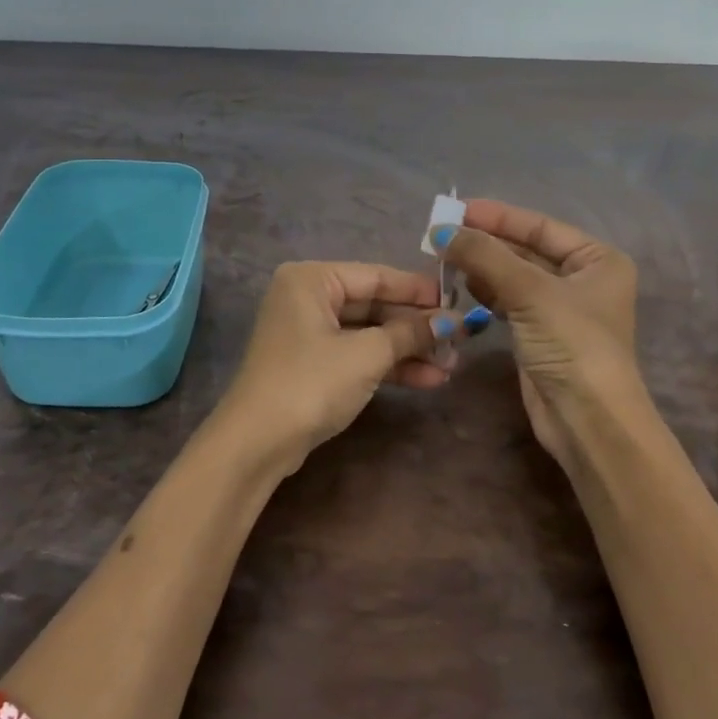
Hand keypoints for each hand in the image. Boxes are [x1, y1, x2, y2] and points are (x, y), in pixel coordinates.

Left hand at [217, 261, 456, 462]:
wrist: (257, 443)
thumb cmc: (311, 383)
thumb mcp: (367, 355)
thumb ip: (411, 333)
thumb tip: (454, 321)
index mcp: (312, 279)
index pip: (376, 276)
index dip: (419, 290)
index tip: (459, 301)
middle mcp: (307, 298)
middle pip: (375, 305)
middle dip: (417, 327)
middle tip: (460, 340)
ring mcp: (309, 333)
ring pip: (369, 334)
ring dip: (409, 350)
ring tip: (451, 366)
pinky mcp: (313, 365)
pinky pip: (359, 355)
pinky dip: (389, 366)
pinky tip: (427, 379)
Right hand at [433, 200, 641, 467]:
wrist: (588, 420)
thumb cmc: (572, 345)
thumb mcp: (530, 292)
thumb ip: (485, 257)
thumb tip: (441, 230)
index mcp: (597, 259)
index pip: (540, 227)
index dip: (498, 217)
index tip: (457, 209)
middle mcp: (582, 279)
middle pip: (526, 250)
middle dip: (486, 243)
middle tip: (442, 235)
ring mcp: (560, 309)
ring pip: (514, 277)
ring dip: (482, 267)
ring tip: (444, 258)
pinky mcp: (540, 335)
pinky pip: (509, 302)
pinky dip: (486, 292)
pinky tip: (462, 285)